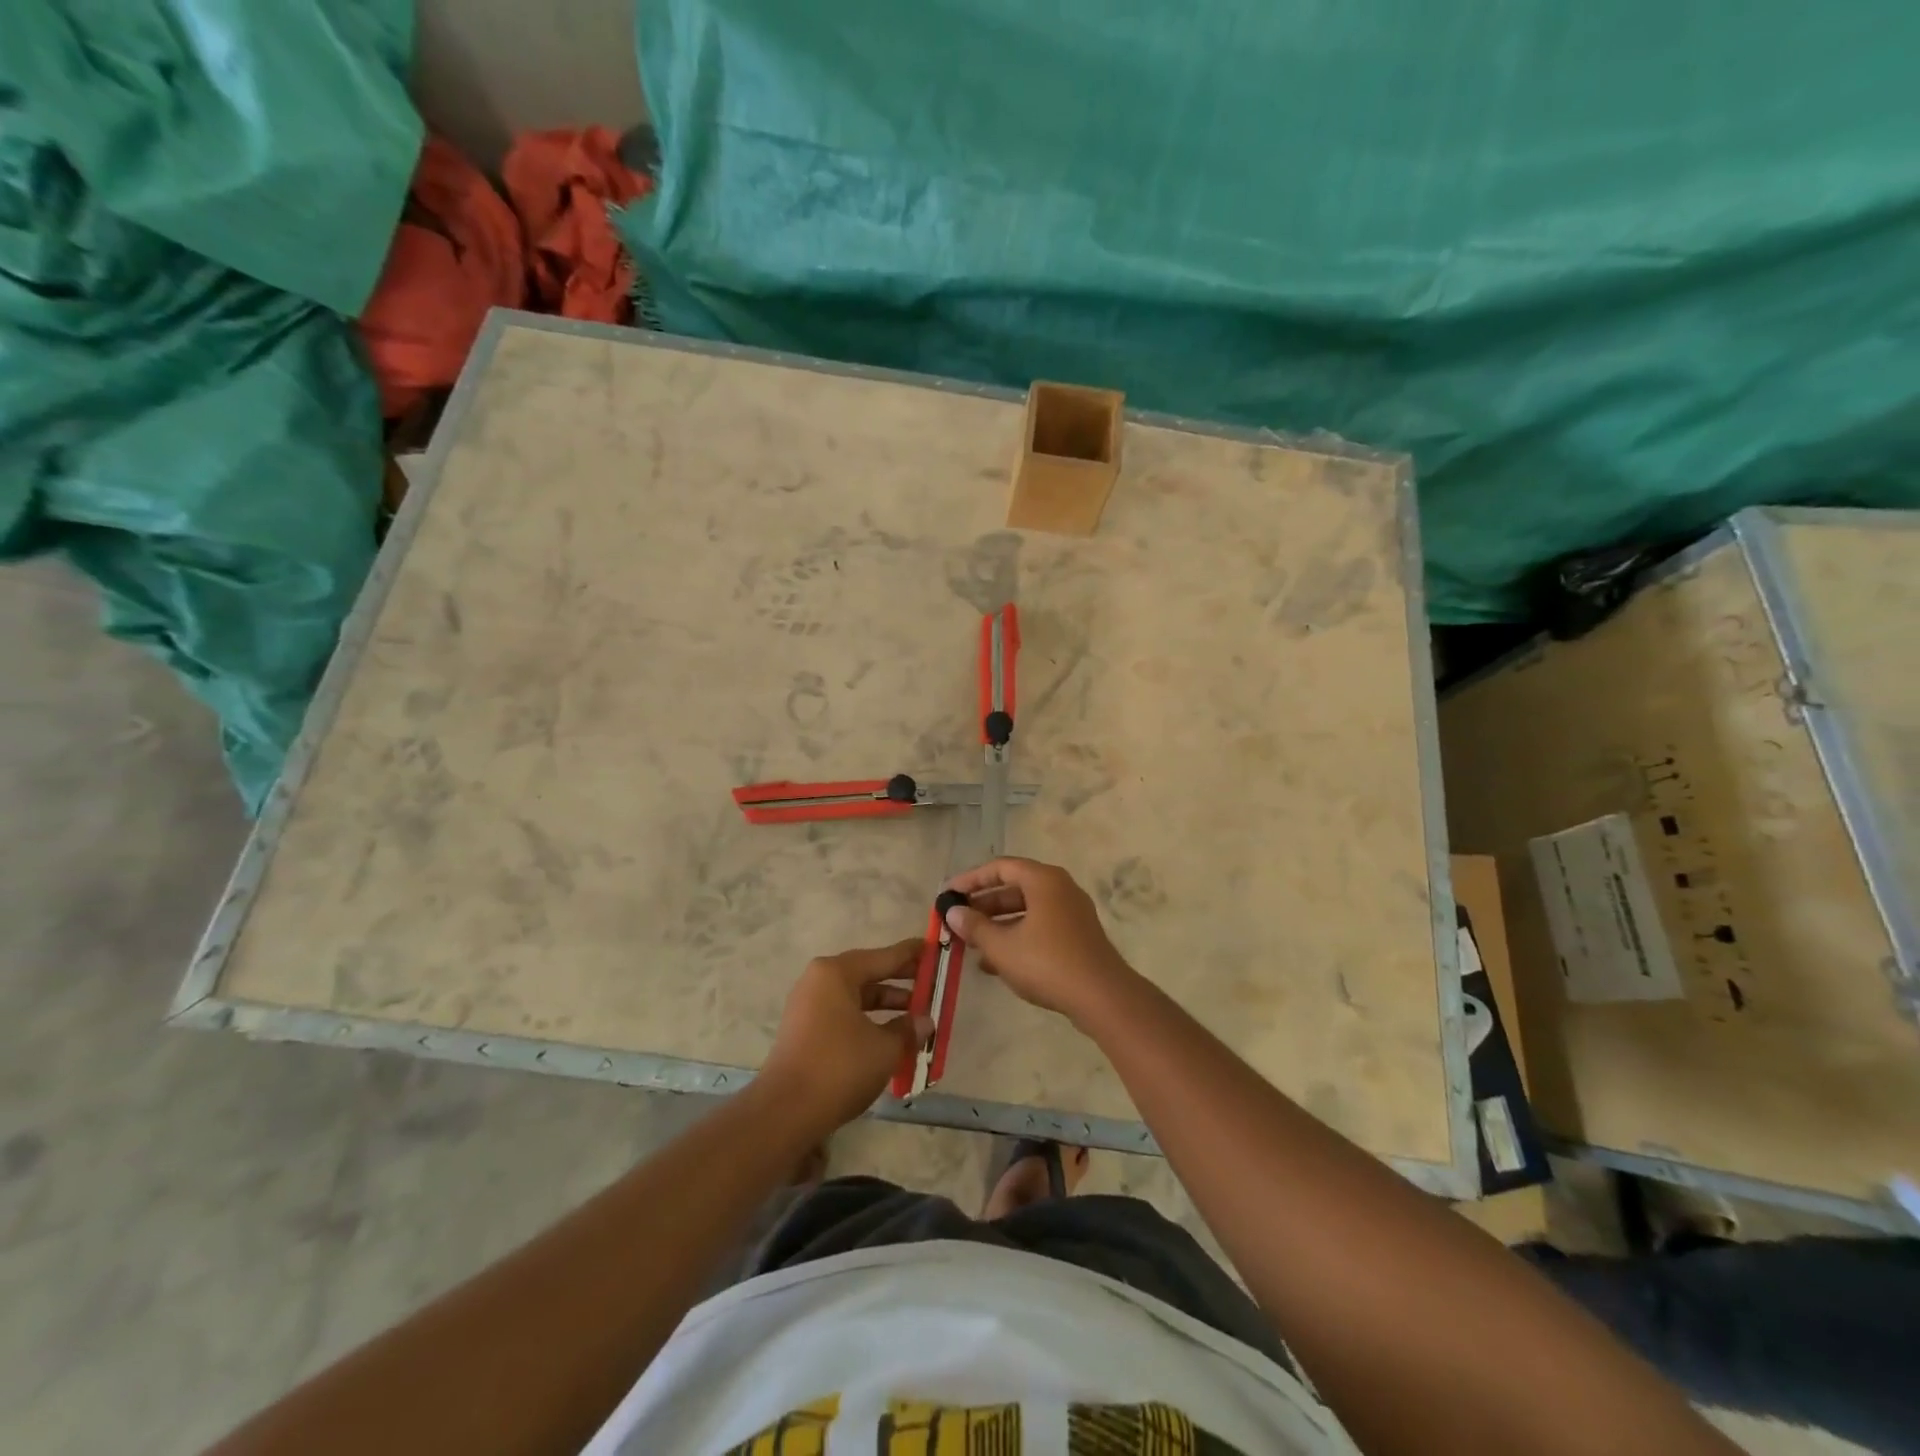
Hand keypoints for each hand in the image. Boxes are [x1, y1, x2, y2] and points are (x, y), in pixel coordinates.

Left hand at [759, 939, 932, 1132]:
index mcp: (836, 973)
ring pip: (856, 997)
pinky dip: (867, 1021)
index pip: (882, 957)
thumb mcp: (884, 1048)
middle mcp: (819, 981)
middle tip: (930, 982)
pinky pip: (843, 1015)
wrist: (785, 1112)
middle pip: (867, 974)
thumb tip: (924, 1021)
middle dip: (899, 981)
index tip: (932, 947)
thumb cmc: (840, 1067)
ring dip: (885, 1006)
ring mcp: (808, 1007)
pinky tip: (889, 1037)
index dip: (911, 955)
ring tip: (915, 1016)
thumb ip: (907, 1030)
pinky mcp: (804, 1031)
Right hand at [943, 858, 1134, 1022]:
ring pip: (1026, 910)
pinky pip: (1039, 927)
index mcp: (1043, 880)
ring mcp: (1071, 912)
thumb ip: (975, 927)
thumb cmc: (1047, 962)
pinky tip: (994, 963)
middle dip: (984, 905)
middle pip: (1014, 888)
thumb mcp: (1002, 946)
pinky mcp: (1077, 936)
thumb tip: (953, 912)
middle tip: (958, 920)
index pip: (1000, 867)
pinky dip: (1017, 937)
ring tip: (971, 944)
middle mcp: (1060, 888)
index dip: (972, 879)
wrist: (1101, 996)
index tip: (949, 894)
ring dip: (998, 924)